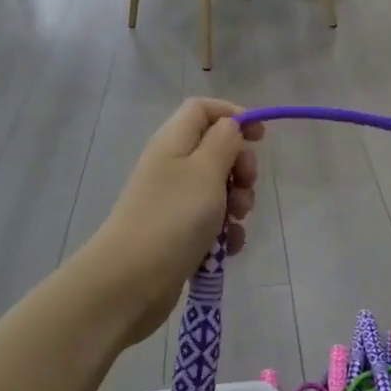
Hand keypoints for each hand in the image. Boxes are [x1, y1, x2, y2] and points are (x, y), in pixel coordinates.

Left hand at [77, 99, 263, 346]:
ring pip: (217, 188)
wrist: (130, 282)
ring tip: (236, 222)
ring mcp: (172, 201)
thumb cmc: (173, 218)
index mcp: (173, 142)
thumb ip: (224, 142)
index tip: (260, 137)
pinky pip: (210, 222)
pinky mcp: (176, 233)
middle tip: (247, 186)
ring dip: (236, 202)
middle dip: (239, 166)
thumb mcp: (206, 171)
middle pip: (214, 149)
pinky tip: (229, 248)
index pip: (202, 109)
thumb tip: (231, 125)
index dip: (233, 115)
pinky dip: (224, 231)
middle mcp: (171, 166)